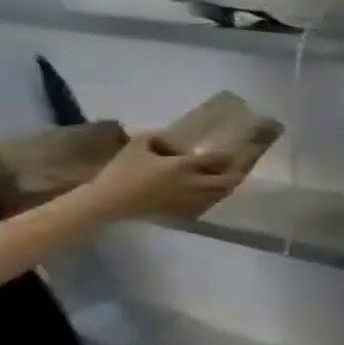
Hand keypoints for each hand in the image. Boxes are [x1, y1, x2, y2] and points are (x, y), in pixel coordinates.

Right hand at [81, 133, 239, 221]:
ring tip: (224, 179)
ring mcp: (191, 198)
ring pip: (222, 193)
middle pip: (230, 179)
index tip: (229, 152)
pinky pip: (209, 204)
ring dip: (227, 185)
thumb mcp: (134, 148)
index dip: (226, 155)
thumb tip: (167, 134)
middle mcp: (194, 183)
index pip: (217, 159)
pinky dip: (214, 197)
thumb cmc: (120, 172)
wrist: (107, 202)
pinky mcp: (185, 210)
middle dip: (236, 173)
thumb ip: (153, 137)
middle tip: (234, 168)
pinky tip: (209, 193)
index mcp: (183, 166)